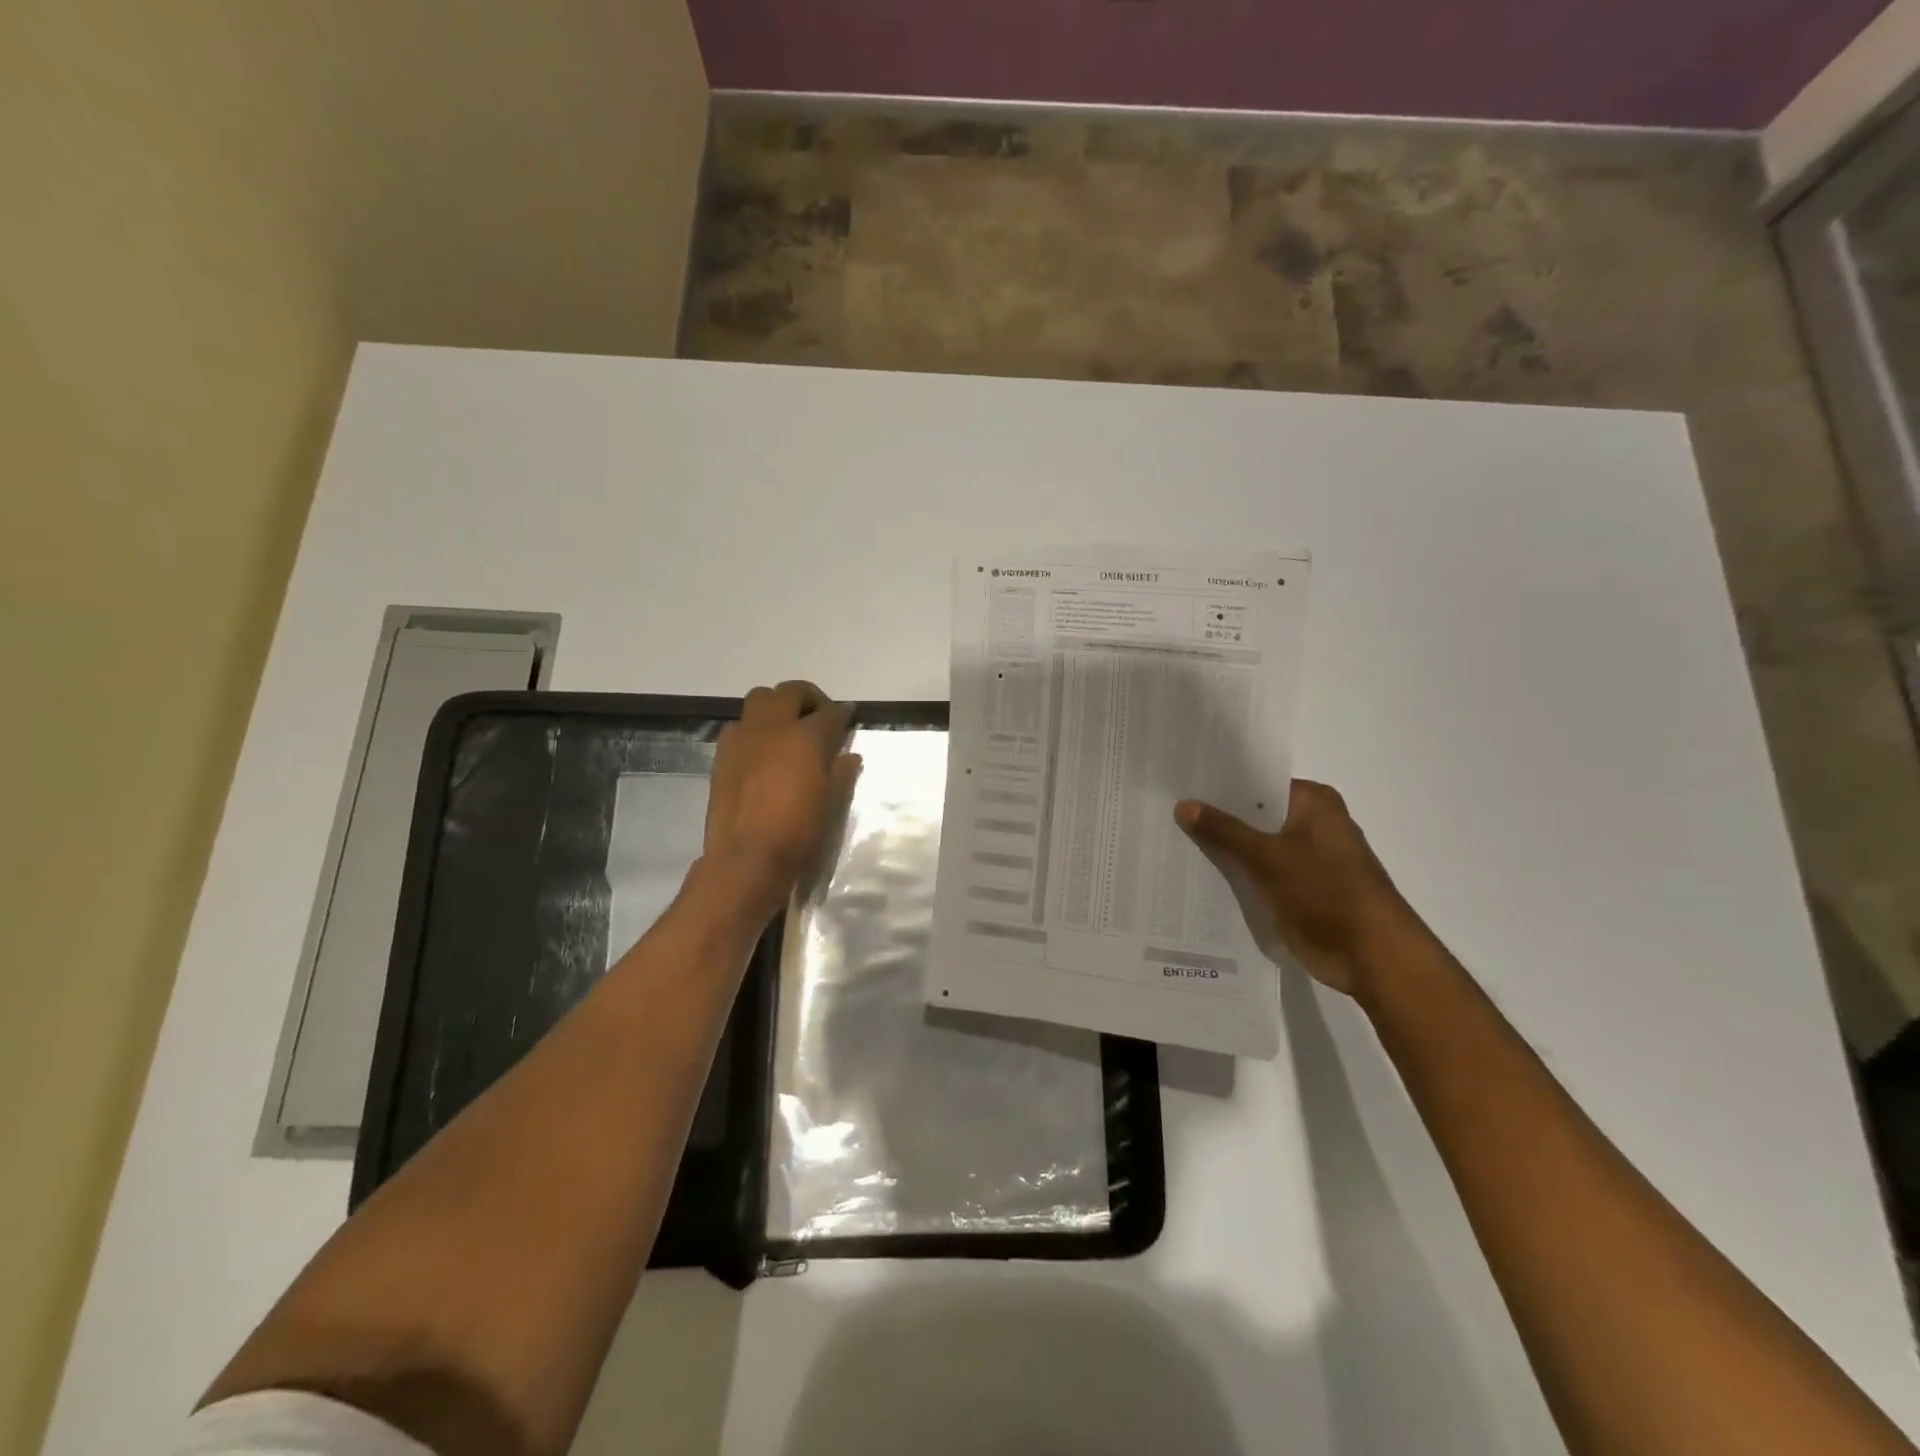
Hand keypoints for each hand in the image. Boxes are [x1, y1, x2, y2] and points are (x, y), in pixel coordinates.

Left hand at [704, 681, 860, 918]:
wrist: (746, 858)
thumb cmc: (798, 833)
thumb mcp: (831, 804)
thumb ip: (842, 773)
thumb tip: (849, 755)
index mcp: (806, 737)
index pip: (830, 712)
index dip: (842, 713)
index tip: (847, 716)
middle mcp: (773, 727)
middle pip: (791, 691)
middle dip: (809, 697)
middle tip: (818, 716)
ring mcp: (744, 737)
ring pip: (760, 698)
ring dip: (777, 705)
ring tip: (787, 727)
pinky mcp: (722, 753)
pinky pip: (739, 725)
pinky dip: (754, 727)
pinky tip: (762, 750)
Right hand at [1175, 780, 1428, 996]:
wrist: (1371, 956)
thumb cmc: (1327, 892)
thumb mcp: (1269, 856)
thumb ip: (1225, 830)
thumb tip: (1183, 805)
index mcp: (1313, 803)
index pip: (1256, 783)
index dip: (1219, 786)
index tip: (1179, 785)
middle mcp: (1310, 824)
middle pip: (1253, 815)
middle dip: (1215, 818)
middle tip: (1165, 812)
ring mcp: (1304, 858)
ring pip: (1253, 846)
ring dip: (1223, 849)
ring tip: (1170, 840)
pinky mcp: (1296, 888)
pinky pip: (1256, 873)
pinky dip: (1234, 874)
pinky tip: (1195, 873)